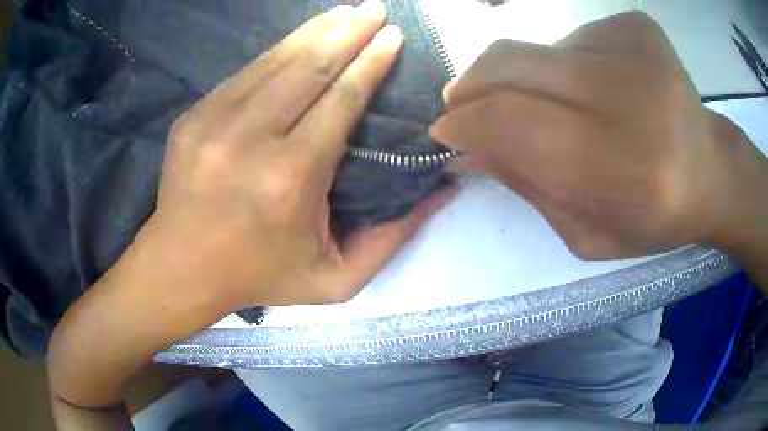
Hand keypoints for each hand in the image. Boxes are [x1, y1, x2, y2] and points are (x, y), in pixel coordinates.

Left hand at [136, 0, 451, 309]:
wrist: (181, 269)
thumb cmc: (259, 277)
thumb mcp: (335, 279)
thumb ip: (392, 238)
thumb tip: (444, 191)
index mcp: (290, 178)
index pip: (340, 100)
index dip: (371, 64)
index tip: (393, 37)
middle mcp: (249, 139)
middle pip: (309, 67)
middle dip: (349, 32)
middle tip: (375, 8)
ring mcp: (212, 122)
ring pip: (275, 60)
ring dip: (315, 31)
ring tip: (344, 12)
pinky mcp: (192, 117)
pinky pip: (245, 73)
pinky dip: (278, 51)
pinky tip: (300, 38)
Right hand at [430, 12, 767, 258]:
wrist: (711, 172)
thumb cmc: (654, 217)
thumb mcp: (587, 232)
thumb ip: (526, 188)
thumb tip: (464, 151)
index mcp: (623, 168)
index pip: (512, 122)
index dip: (465, 122)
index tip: (445, 131)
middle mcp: (632, 97)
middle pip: (514, 66)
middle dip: (473, 86)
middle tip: (463, 103)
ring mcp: (637, 49)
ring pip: (539, 48)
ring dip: (525, 78)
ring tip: (554, 104)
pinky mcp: (638, 25)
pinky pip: (573, 37)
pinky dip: (568, 63)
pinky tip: (599, 87)